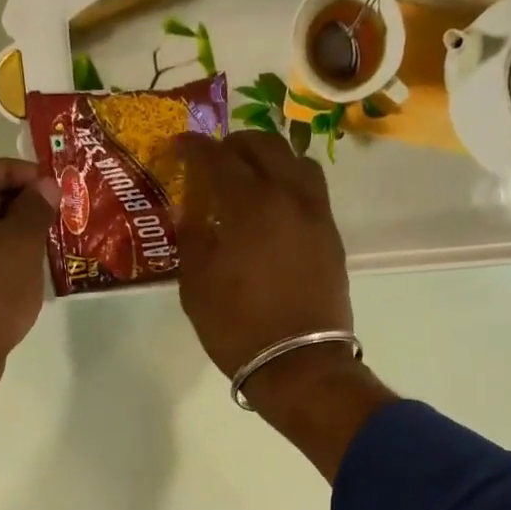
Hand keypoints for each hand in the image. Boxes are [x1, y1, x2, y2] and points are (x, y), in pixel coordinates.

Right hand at [170, 131, 353, 384]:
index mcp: (249, 205)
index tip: (178, 148)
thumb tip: (189, 208)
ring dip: (270, 158)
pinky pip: (311, 191)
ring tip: (250, 176)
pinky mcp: (331, 237)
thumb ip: (192, 238)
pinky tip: (274, 207)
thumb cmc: (238, 328)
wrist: (299, 364)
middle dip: (234, 145)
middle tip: (214, 161)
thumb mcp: (197, 287)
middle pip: (264, 146)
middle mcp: (288, 196)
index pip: (218, 158)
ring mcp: (316, 215)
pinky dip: (289, 184)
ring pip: (297, 161)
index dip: (194, 148)